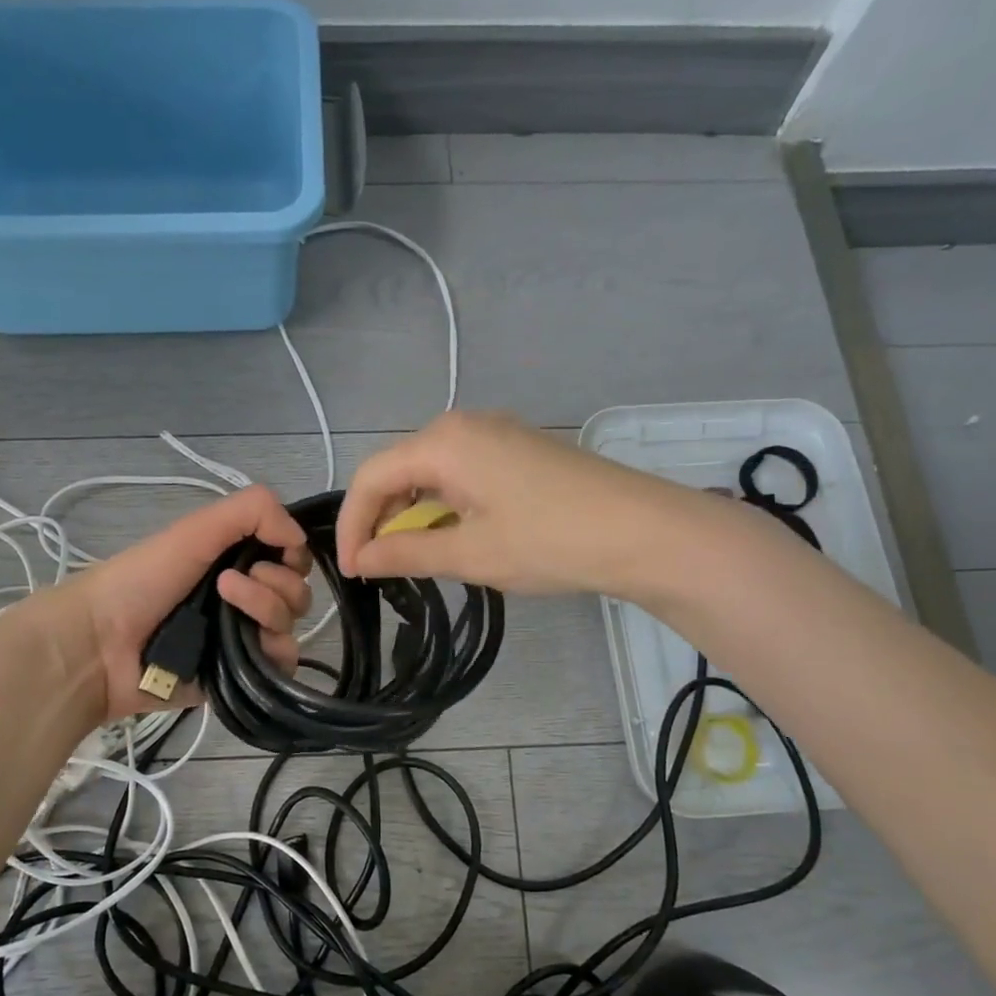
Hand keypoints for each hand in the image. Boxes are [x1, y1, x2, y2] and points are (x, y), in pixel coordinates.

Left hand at [67, 484, 313, 720]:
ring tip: (224, 602)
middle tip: (229, 581)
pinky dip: (273, 650)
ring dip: (266, 607)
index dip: (292, 552)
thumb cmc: (143, 579)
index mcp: (235, 561)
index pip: (291, 556)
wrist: (101, 643)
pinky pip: (283, 664)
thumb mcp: (196, 528)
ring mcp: (244, 638)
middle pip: (297, 590)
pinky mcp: (242, 675)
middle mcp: (245, 598)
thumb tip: (301, 536)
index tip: (276, 549)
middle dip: (276, 581)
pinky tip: (244, 642)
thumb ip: (253, 511)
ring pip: (291, 624)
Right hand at [336, 411, 684, 596]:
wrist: (645, 532)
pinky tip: (454, 534)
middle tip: (377, 566)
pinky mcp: (519, 449)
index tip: (350, 570)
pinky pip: (461, 471)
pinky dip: (444, 503)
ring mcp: (496, 433)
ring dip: (413, 511)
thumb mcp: (470, 554)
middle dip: (380, 516)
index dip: (352, 524)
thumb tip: (362, 559)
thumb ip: (407, 552)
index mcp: (444, 442)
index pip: (372, 477)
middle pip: (398, 467)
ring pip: (430, 470)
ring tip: (413, 555)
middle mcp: (464, 425)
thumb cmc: (550, 541)